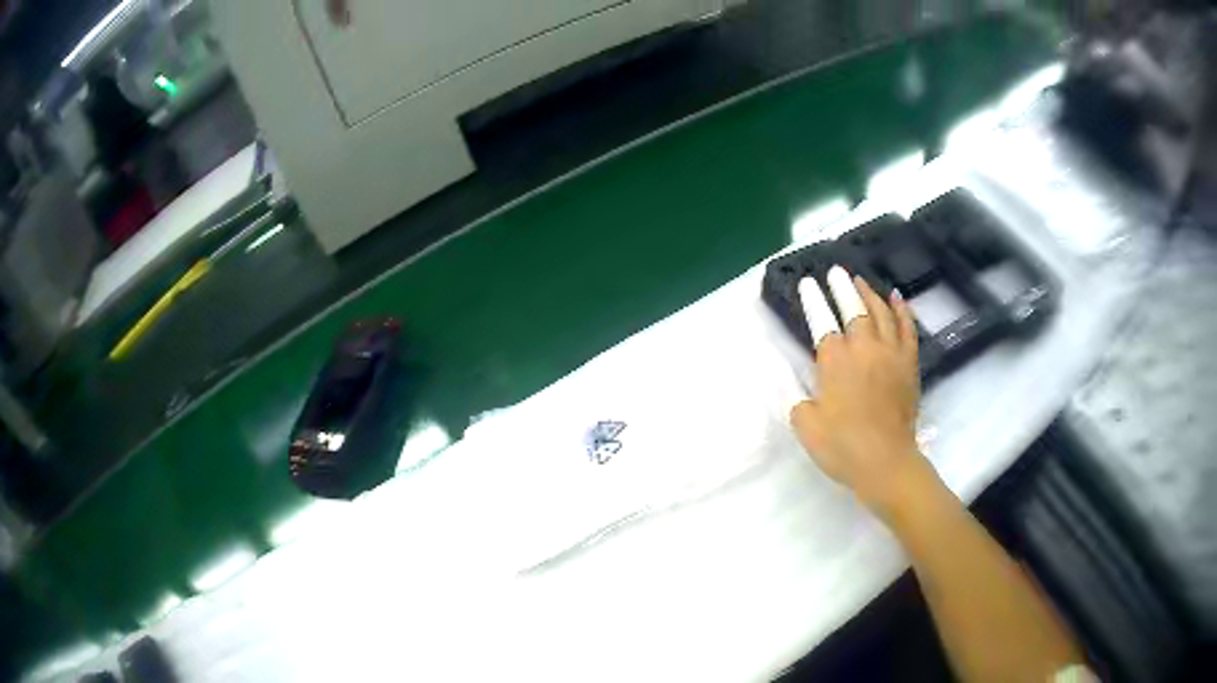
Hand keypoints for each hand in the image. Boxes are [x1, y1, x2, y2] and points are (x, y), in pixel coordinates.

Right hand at [789, 267, 932, 514]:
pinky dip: (902, 310)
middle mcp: (863, 349)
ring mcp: (890, 354)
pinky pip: (907, 329)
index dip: (813, 300)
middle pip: (853, 309)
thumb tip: (809, 395)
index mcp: (834, 361)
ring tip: (860, 280)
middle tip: (835, 271)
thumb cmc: (842, 447)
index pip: (821, 321)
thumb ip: (802, 404)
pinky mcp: (909, 365)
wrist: (885, 463)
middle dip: (841, 288)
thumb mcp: (807, 427)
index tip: (808, 283)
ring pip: (881, 313)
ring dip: (869, 293)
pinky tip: (896, 297)